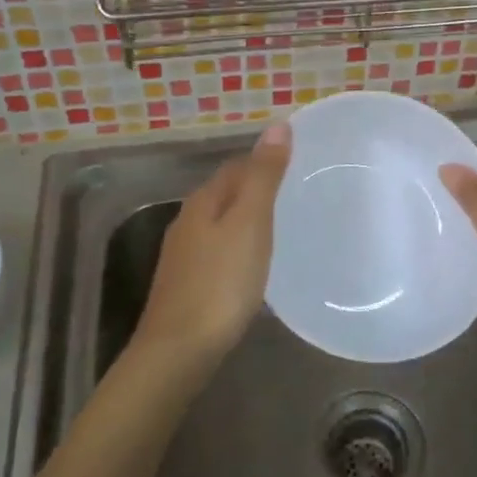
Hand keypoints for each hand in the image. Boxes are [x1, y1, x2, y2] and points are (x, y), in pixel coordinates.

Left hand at [138, 122, 290, 360]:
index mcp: (204, 201)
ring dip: (247, 218)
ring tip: (283, 226)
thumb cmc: (221, 282)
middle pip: (226, 193)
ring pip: (220, 222)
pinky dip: (239, 246)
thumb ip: (264, 176)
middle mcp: (188, 221)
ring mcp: (184, 255)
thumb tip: (277, 125)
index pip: (236, 166)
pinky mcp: (187, 284)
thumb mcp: (250, 223)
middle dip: (256, 188)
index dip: (264, 160)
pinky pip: (218, 250)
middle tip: (297, 193)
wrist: (179, 350)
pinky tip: (253, 263)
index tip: (298, 164)